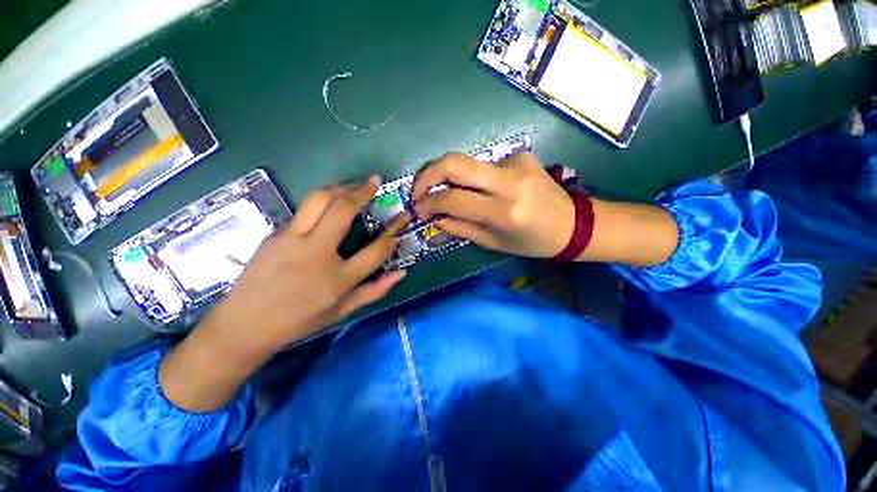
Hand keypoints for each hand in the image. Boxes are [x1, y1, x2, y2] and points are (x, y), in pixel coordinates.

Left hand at [208, 177, 409, 352]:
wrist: (244, 324)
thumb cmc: (299, 320)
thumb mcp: (342, 311)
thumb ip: (374, 291)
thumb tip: (401, 273)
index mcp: (338, 279)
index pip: (375, 250)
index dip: (393, 232)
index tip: (401, 218)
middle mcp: (316, 254)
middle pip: (342, 211)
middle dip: (362, 191)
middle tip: (374, 181)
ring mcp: (292, 240)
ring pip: (318, 199)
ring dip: (339, 187)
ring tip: (353, 185)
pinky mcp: (275, 234)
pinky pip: (303, 209)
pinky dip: (322, 200)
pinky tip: (329, 203)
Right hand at [412, 152, 574, 257]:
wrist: (573, 224)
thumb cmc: (533, 242)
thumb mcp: (494, 244)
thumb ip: (461, 229)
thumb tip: (434, 217)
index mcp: (504, 212)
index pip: (453, 198)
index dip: (429, 202)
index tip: (417, 208)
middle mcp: (509, 182)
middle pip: (455, 163)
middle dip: (427, 174)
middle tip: (418, 189)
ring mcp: (517, 162)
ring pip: (468, 163)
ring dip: (451, 178)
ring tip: (449, 193)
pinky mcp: (521, 154)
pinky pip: (485, 165)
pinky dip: (475, 178)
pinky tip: (484, 190)